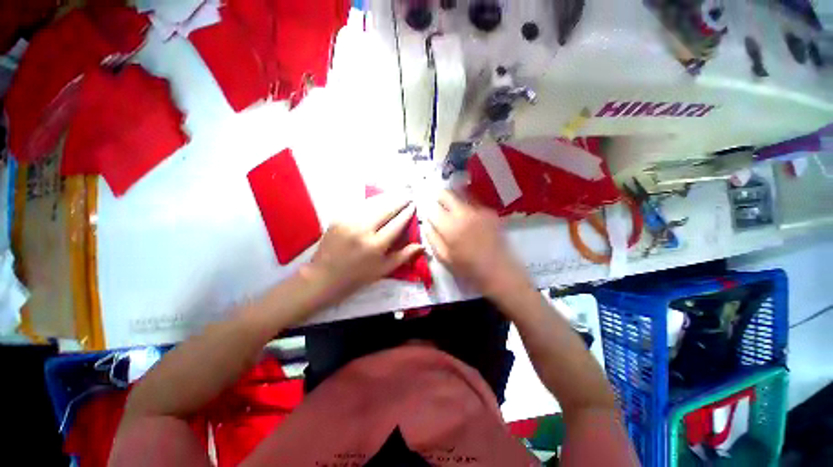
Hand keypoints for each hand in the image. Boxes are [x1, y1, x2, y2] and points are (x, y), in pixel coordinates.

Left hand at [301, 195, 423, 308]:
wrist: (324, 276)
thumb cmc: (357, 277)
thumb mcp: (384, 270)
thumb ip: (404, 256)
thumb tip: (421, 245)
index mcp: (375, 245)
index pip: (396, 224)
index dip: (407, 213)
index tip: (413, 206)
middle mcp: (362, 230)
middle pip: (385, 209)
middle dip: (399, 200)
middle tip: (408, 196)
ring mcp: (348, 221)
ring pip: (372, 203)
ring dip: (386, 198)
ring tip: (396, 194)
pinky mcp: (338, 218)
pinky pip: (359, 206)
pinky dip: (371, 202)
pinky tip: (378, 200)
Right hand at [426, 191, 529, 298]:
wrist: (499, 271)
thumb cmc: (468, 268)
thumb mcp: (444, 258)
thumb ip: (432, 238)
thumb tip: (426, 224)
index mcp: (450, 226)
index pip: (432, 208)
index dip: (428, 211)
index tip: (429, 216)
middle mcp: (464, 213)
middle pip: (447, 193)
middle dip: (440, 198)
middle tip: (439, 208)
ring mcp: (479, 210)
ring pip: (461, 195)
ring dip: (454, 201)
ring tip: (454, 214)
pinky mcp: (490, 212)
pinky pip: (473, 203)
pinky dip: (467, 207)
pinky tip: (469, 220)